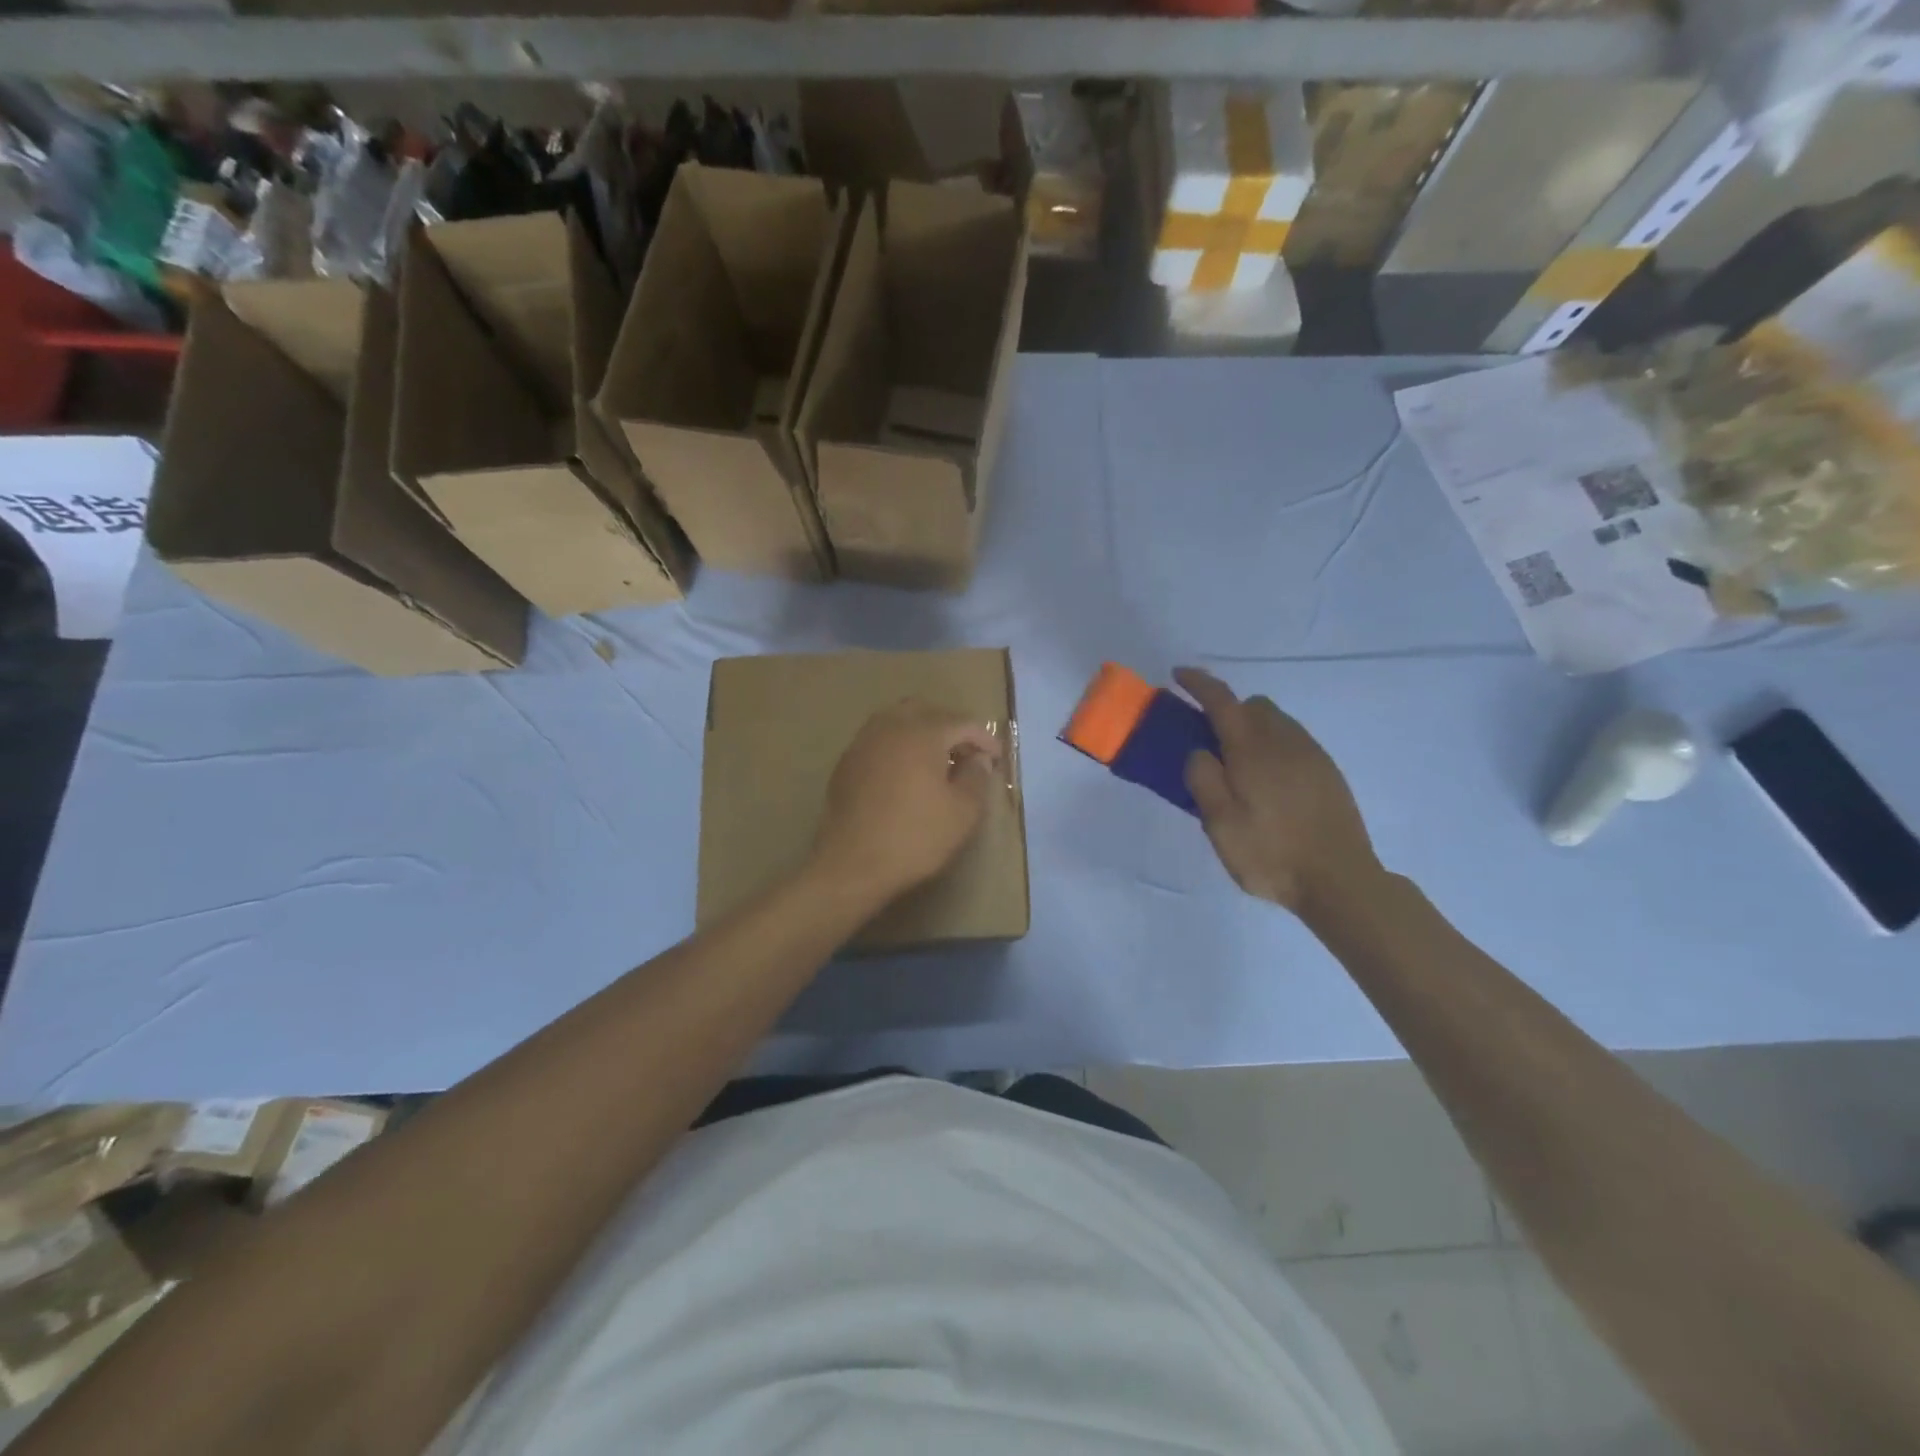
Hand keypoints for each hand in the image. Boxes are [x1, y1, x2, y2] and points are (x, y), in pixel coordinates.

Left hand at [809, 699, 1003, 905]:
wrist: (852, 864)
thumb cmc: (916, 837)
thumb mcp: (963, 812)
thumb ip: (976, 777)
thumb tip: (979, 759)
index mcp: (922, 733)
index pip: (962, 722)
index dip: (984, 739)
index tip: (996, 759)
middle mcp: (890, 727)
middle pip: (926, 712)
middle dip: (949, 728)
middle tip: (965, 755)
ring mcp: (863, 743)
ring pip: (896, 722)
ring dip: (920, 734)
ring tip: (935, 763)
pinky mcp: (846, 764)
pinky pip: (878, 742)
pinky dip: (896, 749)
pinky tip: (903, 776)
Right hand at [1176, 667, 1381, 916]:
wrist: (1340, 880)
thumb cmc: (1270, 853)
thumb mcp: (1220, 823)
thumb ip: (1202, 779)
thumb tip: (1199, 751)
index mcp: (1252, 748)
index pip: (1221, 700)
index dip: (1198, 683)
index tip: (1178, 675)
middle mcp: (1284, 740)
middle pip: (1253, 705)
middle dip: (1228, 709)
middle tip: (1208, 739)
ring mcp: (1312, 754)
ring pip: (1277, 721)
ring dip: (1252, 727)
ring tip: (1239, 765)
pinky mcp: (1328, 772)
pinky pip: (1294, 741)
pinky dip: (1273, 745)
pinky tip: (1269, 782)